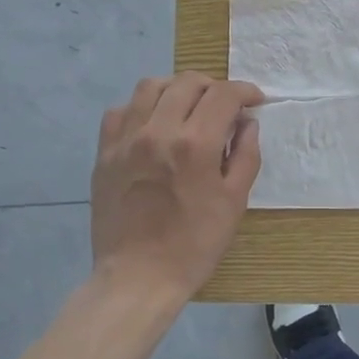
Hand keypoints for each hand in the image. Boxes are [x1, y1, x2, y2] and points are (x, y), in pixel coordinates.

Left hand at [90, 72, 263, 301]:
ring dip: (176, 88)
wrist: (138, 277)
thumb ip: (246, 155)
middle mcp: (158, 131)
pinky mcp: (105, 152)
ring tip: (187, 106)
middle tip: (224, 106)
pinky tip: (152, 124)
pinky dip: (141, 107)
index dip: (245, 91)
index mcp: (195, 144)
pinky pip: (121, 110)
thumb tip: (247, 123)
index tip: (254, 100)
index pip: (224, 95)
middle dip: (214, 87)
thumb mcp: (234, 202)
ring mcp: (126, 139)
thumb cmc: (194, 245)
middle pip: (188, 82)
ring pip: (151, 86)